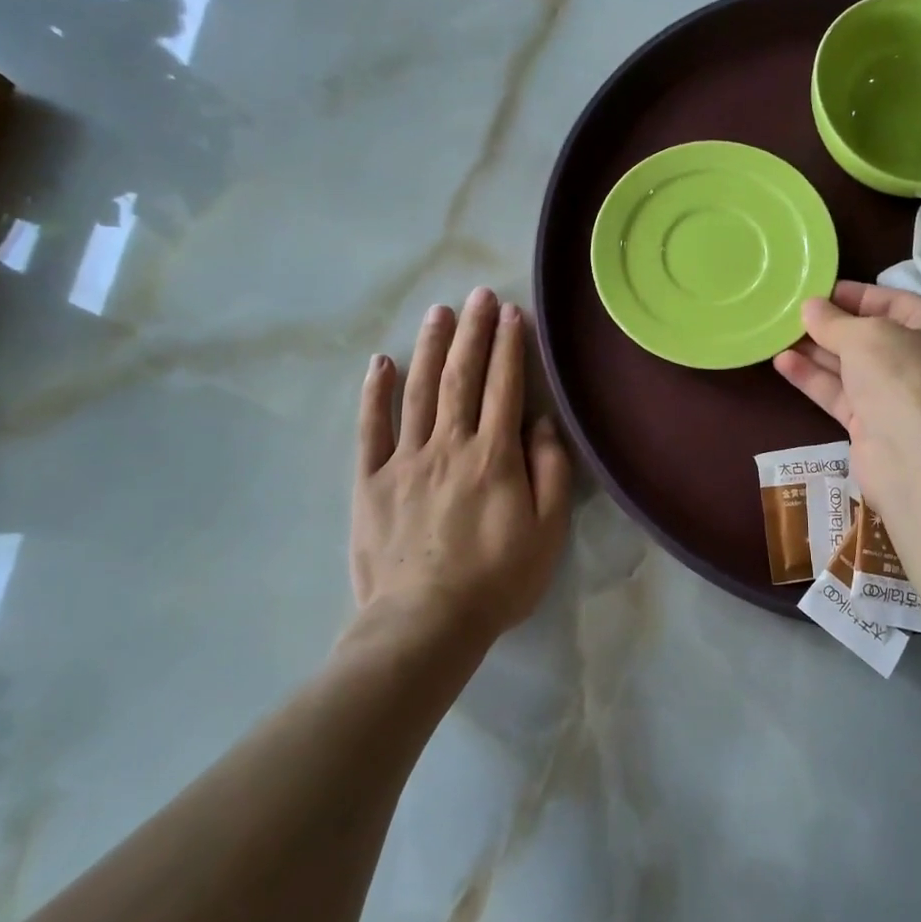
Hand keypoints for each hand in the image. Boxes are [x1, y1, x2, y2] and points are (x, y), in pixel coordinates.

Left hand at [350, 287, 572, 644]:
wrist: (424, 626)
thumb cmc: (496, 580)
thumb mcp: (547, 531)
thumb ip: (550, 471)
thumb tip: (541, 422)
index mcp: (494, 456)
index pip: (504, 387)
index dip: (509, 346)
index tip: (511, 312)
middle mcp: (450, 445)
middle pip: (462, 378)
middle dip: (473, 332)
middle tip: (479, 295)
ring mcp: (405, 461)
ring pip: (419, 392)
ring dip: (430, 348)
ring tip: (439, 312)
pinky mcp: (371, 482)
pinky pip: (371, 429)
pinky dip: (374, 394)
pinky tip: (380, 363)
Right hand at [773, 280, 920, 510]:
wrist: (918, 462)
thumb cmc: (904, 379)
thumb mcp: (867, 336)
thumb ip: (834, 321)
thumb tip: (810, 307)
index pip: (894, 302)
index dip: (854, 295)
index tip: (816, 290)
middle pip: (870, 336)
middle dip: (830, 325)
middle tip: (790, 313)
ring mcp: (897, 397)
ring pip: (851, 367)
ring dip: (816, 351)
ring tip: (777, 334)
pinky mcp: (873, 425)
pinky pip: (840, 394)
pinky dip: (814, 378)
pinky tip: (783, 362)